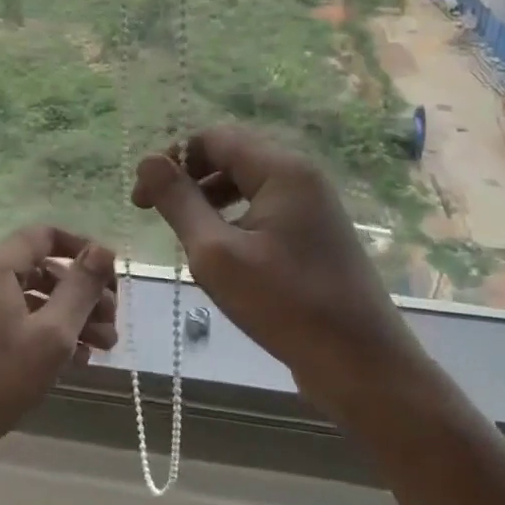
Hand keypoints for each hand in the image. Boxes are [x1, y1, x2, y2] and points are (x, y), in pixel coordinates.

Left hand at [0, 227, 117, 486]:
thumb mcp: (49, 336)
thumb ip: (80, 289)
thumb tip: (104, 249)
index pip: (46, 235)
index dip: (84, 250)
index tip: (113, 280)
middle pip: (40, 267)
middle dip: (81, 292)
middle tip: (112, 325)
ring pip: (28, 297)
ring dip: (66, 317)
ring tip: (101, 349)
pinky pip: (10, 320)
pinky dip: (41, 332)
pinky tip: (71, 361)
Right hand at [132, 126, 410, 396]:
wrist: (362, 365)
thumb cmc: (285, 305)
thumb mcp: (216, 253)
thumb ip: (179, 202)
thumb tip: (148, 161)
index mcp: (282, 170)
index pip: (214, 138)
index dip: (172, 160)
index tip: (142, 199)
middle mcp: (301, 177)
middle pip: (232, 155)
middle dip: (190, 178)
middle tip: (156, 213)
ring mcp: (313, 206)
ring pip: (248, 183)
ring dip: (209, 198)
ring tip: (184, 233)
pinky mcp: (315, 234)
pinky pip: (265, 208)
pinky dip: (234, 217)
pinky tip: (220, 250)